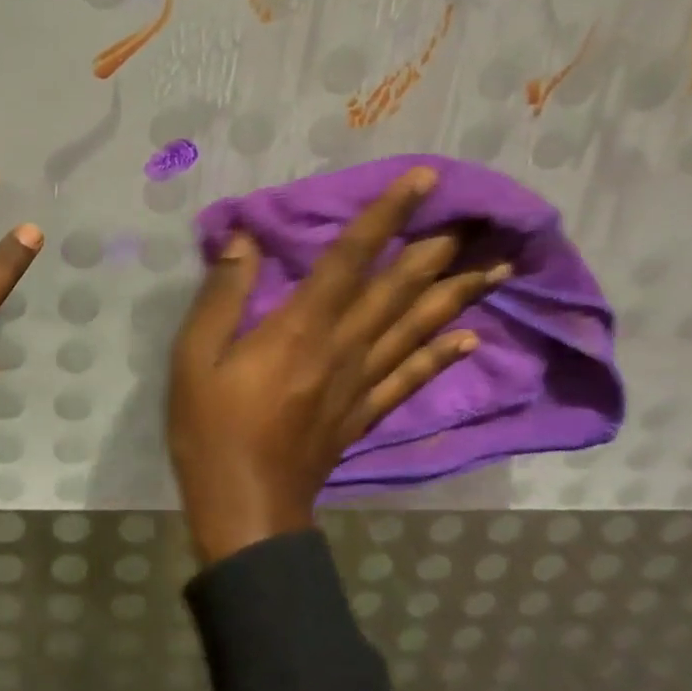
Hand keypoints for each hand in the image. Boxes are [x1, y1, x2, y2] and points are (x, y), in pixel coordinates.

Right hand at [167, 167, 507, 565]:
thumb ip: (222, 294)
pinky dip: (442, 355)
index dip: (387, 216)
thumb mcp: (194, 356)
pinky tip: (470, 337)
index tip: (423, 181)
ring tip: (497, 267)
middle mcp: (343, 347)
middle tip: (482, 217)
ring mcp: (361, 383)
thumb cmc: (212, 428)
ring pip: (417, 329)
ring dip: (458, 294)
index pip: (351, 258)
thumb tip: (243, 238)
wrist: (245, 510)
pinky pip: (411, 378)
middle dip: (438, 248)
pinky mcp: (365, 414)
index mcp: (302, 327)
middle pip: (399, 289)